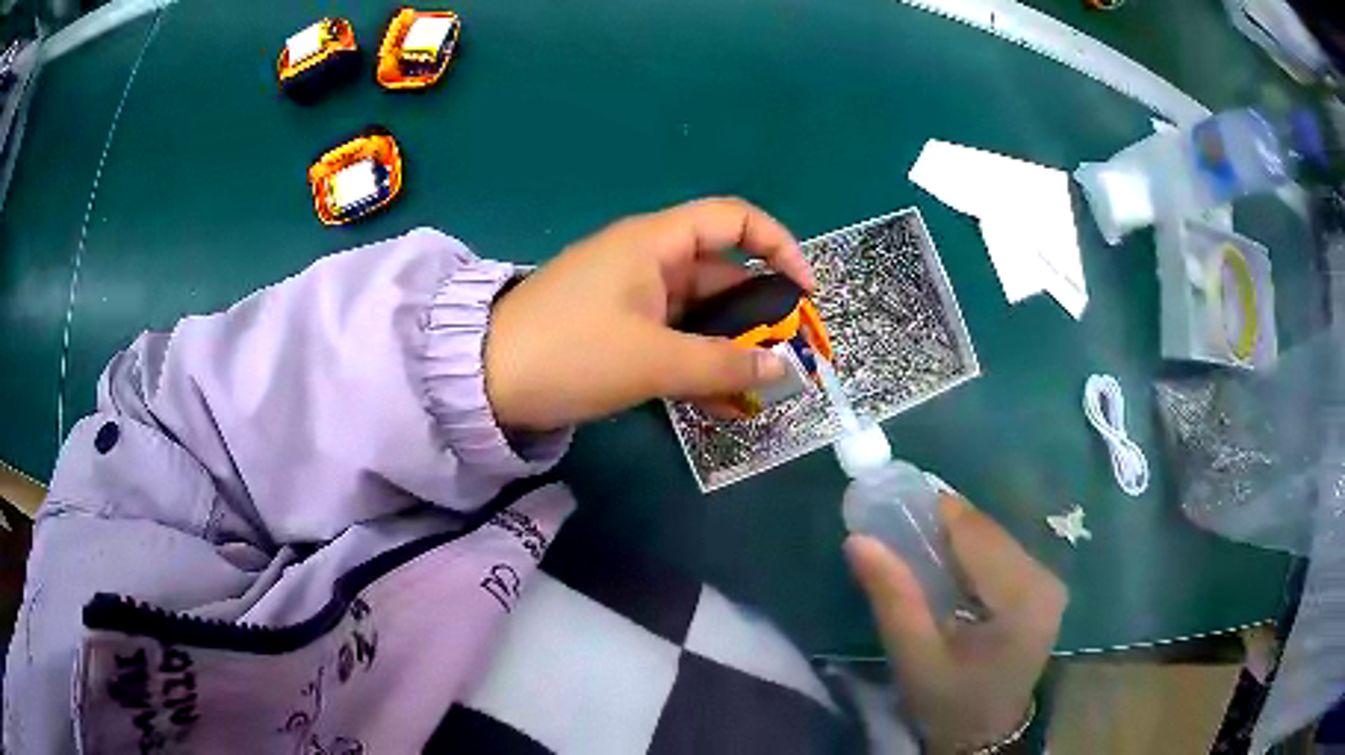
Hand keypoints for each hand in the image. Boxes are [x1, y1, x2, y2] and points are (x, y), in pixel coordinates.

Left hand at [485, 197, 814, 429]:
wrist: (483, 380)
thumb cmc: (569, 352)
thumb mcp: (652, 360)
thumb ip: (723, 364)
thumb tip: (785, 370)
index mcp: (655, 243)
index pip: (734, 219)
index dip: (778, 246)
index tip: (805, 292)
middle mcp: (648, 260)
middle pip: (722, 274)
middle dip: (760, 314)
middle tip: (789, 359)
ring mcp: (631, 296)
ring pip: (700, 313)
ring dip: (731, 347)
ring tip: (761, 389)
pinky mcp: (617, 328)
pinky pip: (672, 337)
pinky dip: (698, 362)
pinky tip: (721, 401)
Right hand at [845, 495, 1066, 753]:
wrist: (983, 735)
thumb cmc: (948, 702)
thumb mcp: (914, 656)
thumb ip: (892, 597)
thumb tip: (858, 540)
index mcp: (1022, 598)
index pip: (977, 534)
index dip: (935, 512)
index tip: (892, 504)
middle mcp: (1045, 579)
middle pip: (988, 532)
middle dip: (942, 527)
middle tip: (897, 530)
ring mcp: (1048, 582)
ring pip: (995, 538)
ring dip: (956, 539)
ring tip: (917, 549)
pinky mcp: (1043, 588)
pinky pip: (1002, 554)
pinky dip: (970, 554)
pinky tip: (946, 569)